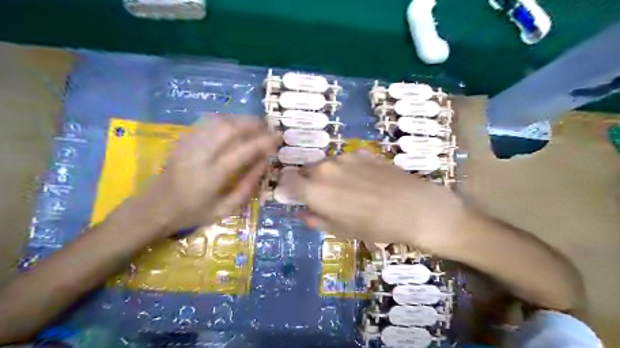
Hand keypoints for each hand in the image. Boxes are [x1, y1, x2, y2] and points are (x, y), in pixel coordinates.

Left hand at [120, 114, 278, 238]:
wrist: (154, 208)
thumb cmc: (192, 213)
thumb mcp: (225, 209)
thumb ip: (248, 186)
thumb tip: (265, 163)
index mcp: (213, 175)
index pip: (244, 150)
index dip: (265, 141)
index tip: (279, 138)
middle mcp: (201, 154)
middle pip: (231, 128)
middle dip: (254, 124)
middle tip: (269, 128)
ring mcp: (190, 143)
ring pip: (219, 121)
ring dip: (241, 119)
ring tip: (256, 126)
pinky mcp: (184, 139)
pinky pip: (208, 122)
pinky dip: (227, 119)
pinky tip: (235, 125)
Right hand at [291, 153, 465, 249]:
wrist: (415, 208)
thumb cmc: (375, 227)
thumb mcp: (342, 231)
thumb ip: (317, 220)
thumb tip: (303, 214)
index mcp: (315, 190)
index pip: (288, 181)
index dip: (289, 188)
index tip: (296, 196)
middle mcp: (325, 168)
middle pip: (306, 170)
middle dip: (309, 182)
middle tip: (324, 197)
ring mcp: (345, 157)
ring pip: (326, 164)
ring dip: (328, 175)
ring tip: (348, 189)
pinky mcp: (362, 152)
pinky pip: (345, 160)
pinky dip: (346, 168)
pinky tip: (364, 180)